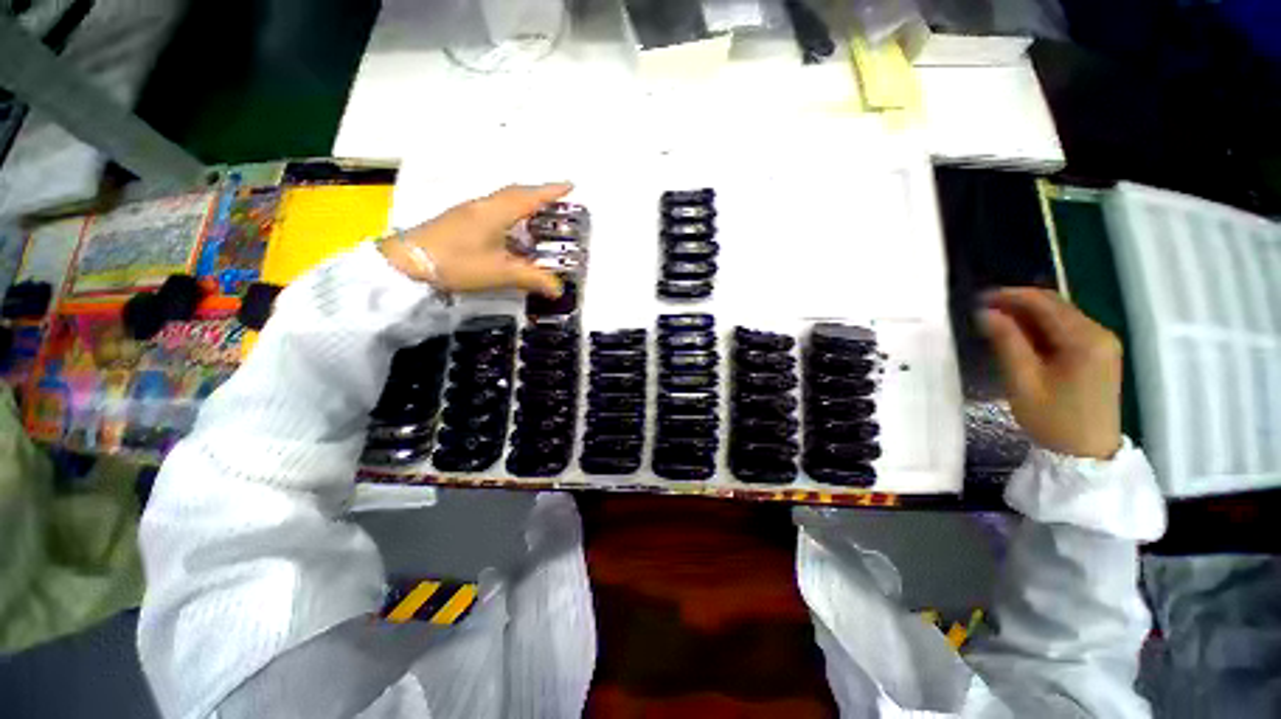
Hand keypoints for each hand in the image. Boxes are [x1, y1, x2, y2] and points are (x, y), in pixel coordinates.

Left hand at [381, 183, 570, 296]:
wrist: (406, 263)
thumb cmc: (457, 263)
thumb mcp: (500, 273)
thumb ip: (532, 279)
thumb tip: (558, 289)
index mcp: (495, 212)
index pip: (529, 196)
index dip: (551, 191)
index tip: (570, 186)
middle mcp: (483, 206)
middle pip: (515, 194)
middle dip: (538, 195)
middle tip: (557, 203)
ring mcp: (469, 212)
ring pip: (502, 202)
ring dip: (523, 205)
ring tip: (539, 218)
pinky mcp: (459, 222)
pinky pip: (492, 212)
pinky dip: (509, 217)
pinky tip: (511, 235)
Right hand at [979, 288, 1122, 459]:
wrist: (1086, 454)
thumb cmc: (1053, 419)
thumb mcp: (1022, 380)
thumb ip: (1006, 342)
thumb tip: (986, 312)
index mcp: (1085, 339)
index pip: (1045, 302)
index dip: (1011, 296)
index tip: (979, 299)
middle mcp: (1100, 333)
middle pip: (1056, 305)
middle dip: (1019, 303)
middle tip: (983, 309)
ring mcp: (1103, 343)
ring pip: (1061, 316)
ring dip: (1029, 315)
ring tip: (996, 322)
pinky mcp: (1100, 354)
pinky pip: (1068, 329)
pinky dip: (1042, 328)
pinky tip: (1021, 336)